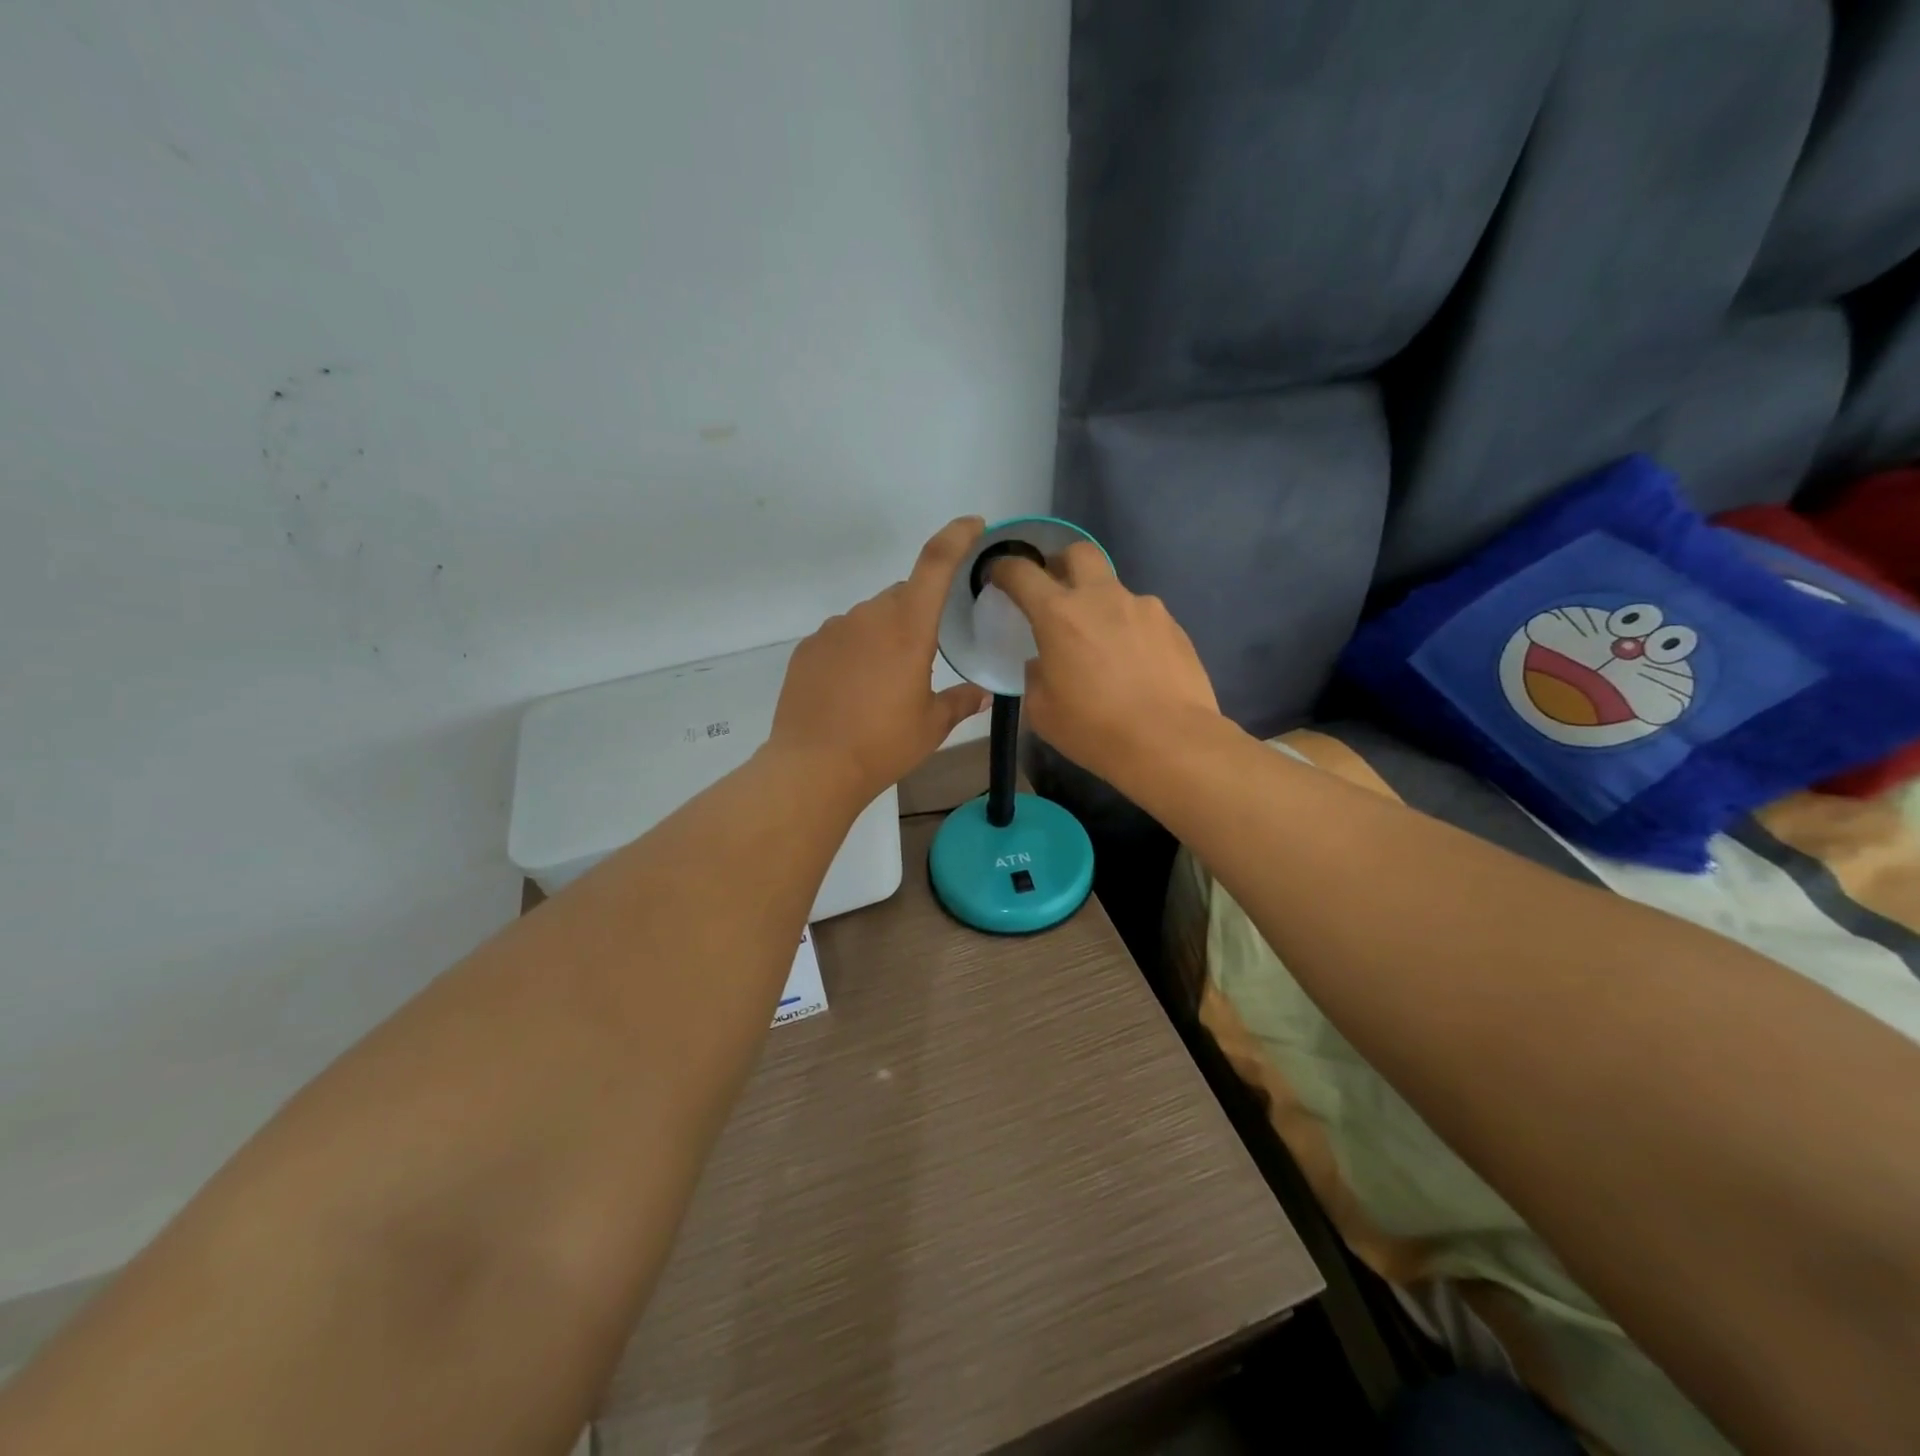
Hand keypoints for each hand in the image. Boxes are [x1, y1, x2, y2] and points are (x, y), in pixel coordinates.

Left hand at [770, 517, 991, 801]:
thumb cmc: (883, 745)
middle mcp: (869, 616)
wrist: (813, 767)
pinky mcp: (807, 648)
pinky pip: (842, 637)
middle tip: (924, 657)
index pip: (935, 563)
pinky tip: (853, 689)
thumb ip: (961, 701)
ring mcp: (833, 630)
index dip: (957, 536)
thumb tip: (985, 694)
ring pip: (870, 617)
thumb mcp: (931, 726)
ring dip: (885, 635)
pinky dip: (855, 651)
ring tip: (884, 683)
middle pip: (903, 595)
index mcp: (908, 627)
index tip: (973, 525)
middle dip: (918, 614)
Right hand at [991, 544, 1219, 785]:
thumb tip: (1044, 662)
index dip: (1005, 568)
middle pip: (1079, 553)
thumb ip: (1036, 676)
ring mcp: (1143, 608)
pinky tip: (1133, 664)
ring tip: (1101, 644)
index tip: (998, 575)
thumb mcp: (1042, 711)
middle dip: (1061, 563)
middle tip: (1055, 591)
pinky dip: (1129, 630)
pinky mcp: (1173, 626)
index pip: (1022, 573)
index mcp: (1059, 615)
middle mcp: (1102, 598)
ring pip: (1114, 589)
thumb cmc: (1095, 729)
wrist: (1170, 742)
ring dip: (1100, 605)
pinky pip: (1141, 617)